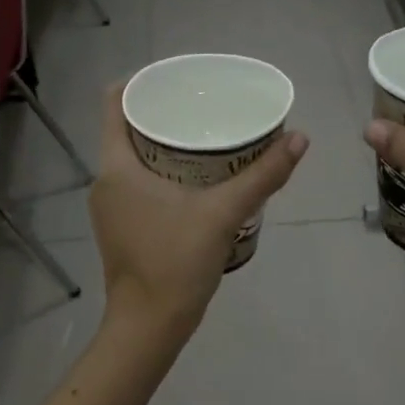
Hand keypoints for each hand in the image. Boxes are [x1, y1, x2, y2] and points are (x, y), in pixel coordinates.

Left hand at [91, 83, 308, 336]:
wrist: (148, 327)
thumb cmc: (175, 263)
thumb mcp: (223, 214)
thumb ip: (262, 176)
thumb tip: (299, 138)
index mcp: (116, 167)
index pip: (114, 104)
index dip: (140, 82)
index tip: (176, 77)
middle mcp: (105, 181)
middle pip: (126, 129)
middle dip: (162, 112)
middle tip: (201, 104)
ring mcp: (110, 207)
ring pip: (132, 158)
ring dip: (162, 143)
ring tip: (202, 134)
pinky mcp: (121, 227)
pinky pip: (136, 182)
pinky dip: (161, 170)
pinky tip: (195, 176)